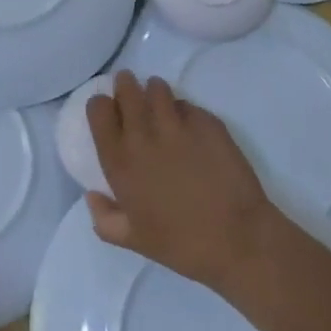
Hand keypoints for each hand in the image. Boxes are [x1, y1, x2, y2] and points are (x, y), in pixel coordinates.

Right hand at [86, 71, 283, 291]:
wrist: (239, 241)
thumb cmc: (183, 244)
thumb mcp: (135, 241)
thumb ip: (104, 219)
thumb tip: (91, 196)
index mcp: (120, 159)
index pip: (98, 108)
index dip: (101, 106)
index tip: (109, 113)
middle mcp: (143, 134)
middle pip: (126, 88)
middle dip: (126, 86)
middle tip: (132, 98)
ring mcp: (176, 124)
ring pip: (157, 87)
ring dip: (155, 93)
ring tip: (162, 107)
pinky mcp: (206, 122)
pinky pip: (188, 105)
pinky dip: (185, 112)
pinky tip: (191, 129)